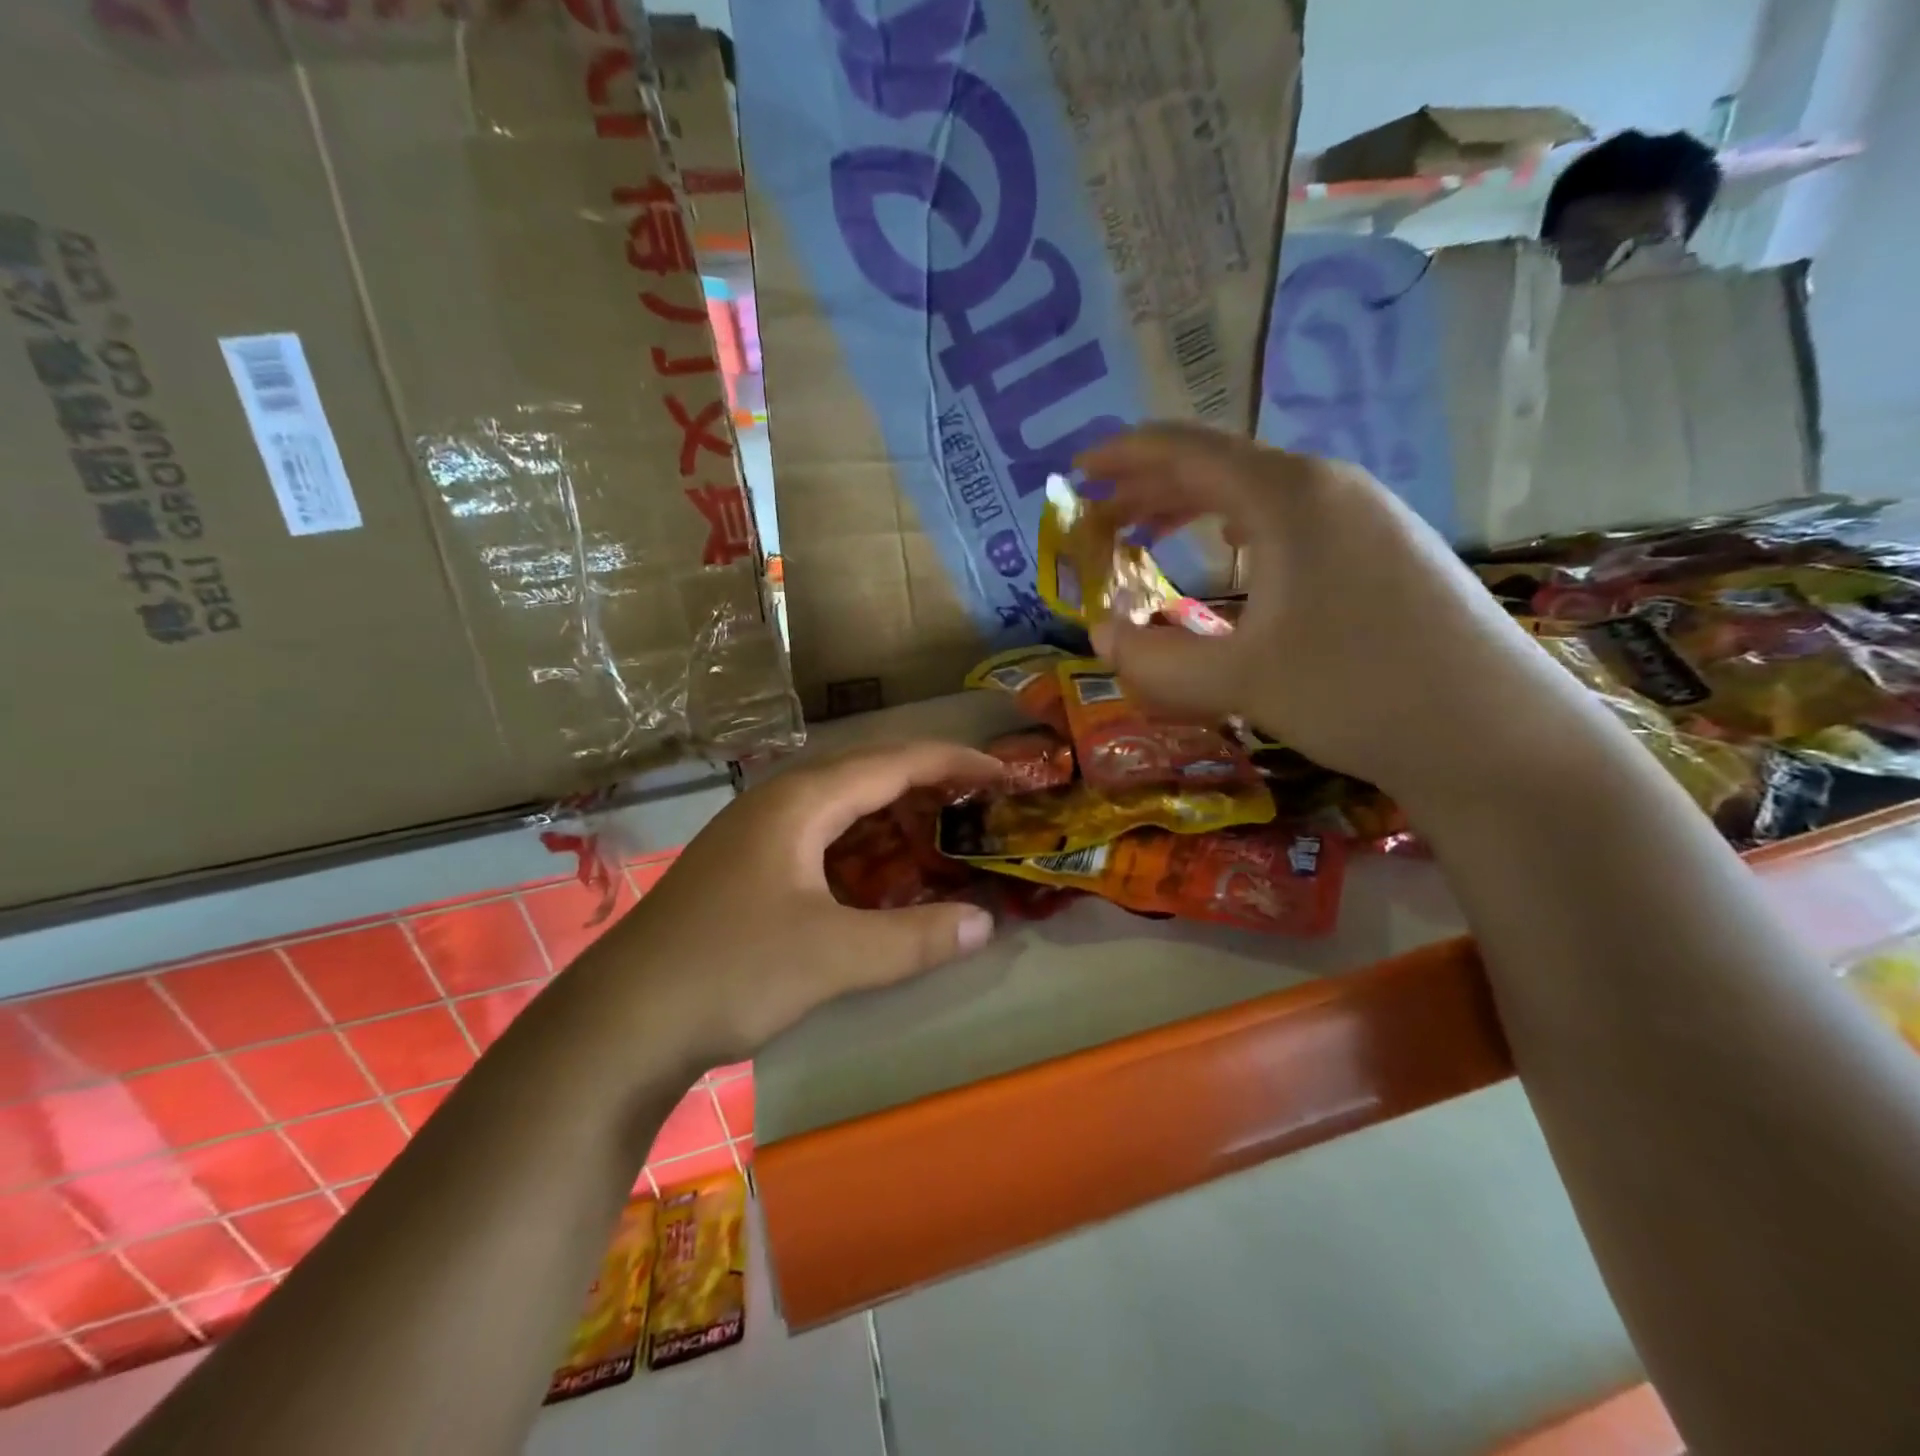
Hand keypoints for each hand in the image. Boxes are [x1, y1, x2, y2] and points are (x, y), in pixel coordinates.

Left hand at [606, 742, 1002, 1065]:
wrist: (619, 1023)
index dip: (954, 762)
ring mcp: (756, 836)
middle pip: (867, 776)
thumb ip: (915, 938)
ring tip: (943, 834)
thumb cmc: (729, 971)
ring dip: (894, 819)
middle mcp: (778, 804)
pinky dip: (863, 851)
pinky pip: (822, 842)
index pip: (893, 762)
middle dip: (928, 785)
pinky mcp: (746, 870)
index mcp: (800, 801)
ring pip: (842, 811)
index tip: (1004, 772)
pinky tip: (882, 878)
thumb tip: (984, 923)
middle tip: (981, 803)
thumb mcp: (834, 956)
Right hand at [1077, 424, 1587, 801]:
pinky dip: (1237, 529)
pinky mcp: (1385, 551)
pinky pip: (1290, 519)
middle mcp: (1329, 487)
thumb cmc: (1359, 693)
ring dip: (1193, 510)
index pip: (1188, 452)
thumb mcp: (1239, 681)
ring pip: (1257, 493)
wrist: (1495, 735)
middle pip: (1220, 467)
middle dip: (1149, 487)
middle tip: (1098, 517)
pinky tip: (1228, 556)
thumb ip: (1155, 659)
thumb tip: (1100, 639)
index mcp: (1290, 496)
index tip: (1076, 469)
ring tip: (1145, 536)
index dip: (1124, 456)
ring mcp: (1366, 517)